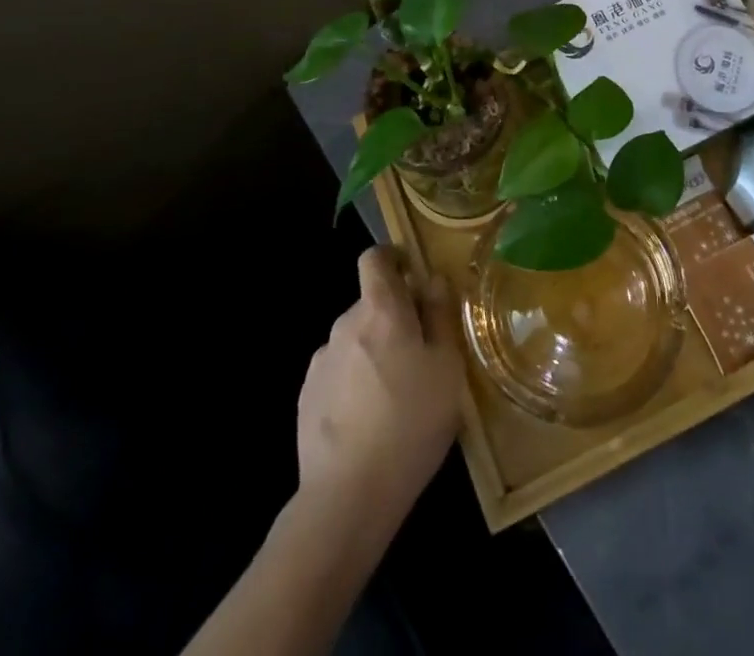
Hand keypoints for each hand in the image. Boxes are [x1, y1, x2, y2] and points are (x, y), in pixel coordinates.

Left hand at [296, 247, 463, 538]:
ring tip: (397, 396)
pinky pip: (338, 374)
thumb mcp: (447, 367)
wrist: (347, 496)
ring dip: (374, 353)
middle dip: (394, 318)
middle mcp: (345, 324)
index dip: (393, 259)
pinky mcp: (306, 398)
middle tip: (422, 355)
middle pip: (370, 304)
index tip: (413, 276)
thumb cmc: (411, 422)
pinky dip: (355, 383)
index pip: (375, 258)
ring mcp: (321, 362)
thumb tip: (433, 281)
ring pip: (355, 341)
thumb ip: (441, 316)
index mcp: (380, 309)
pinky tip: (369, 421)